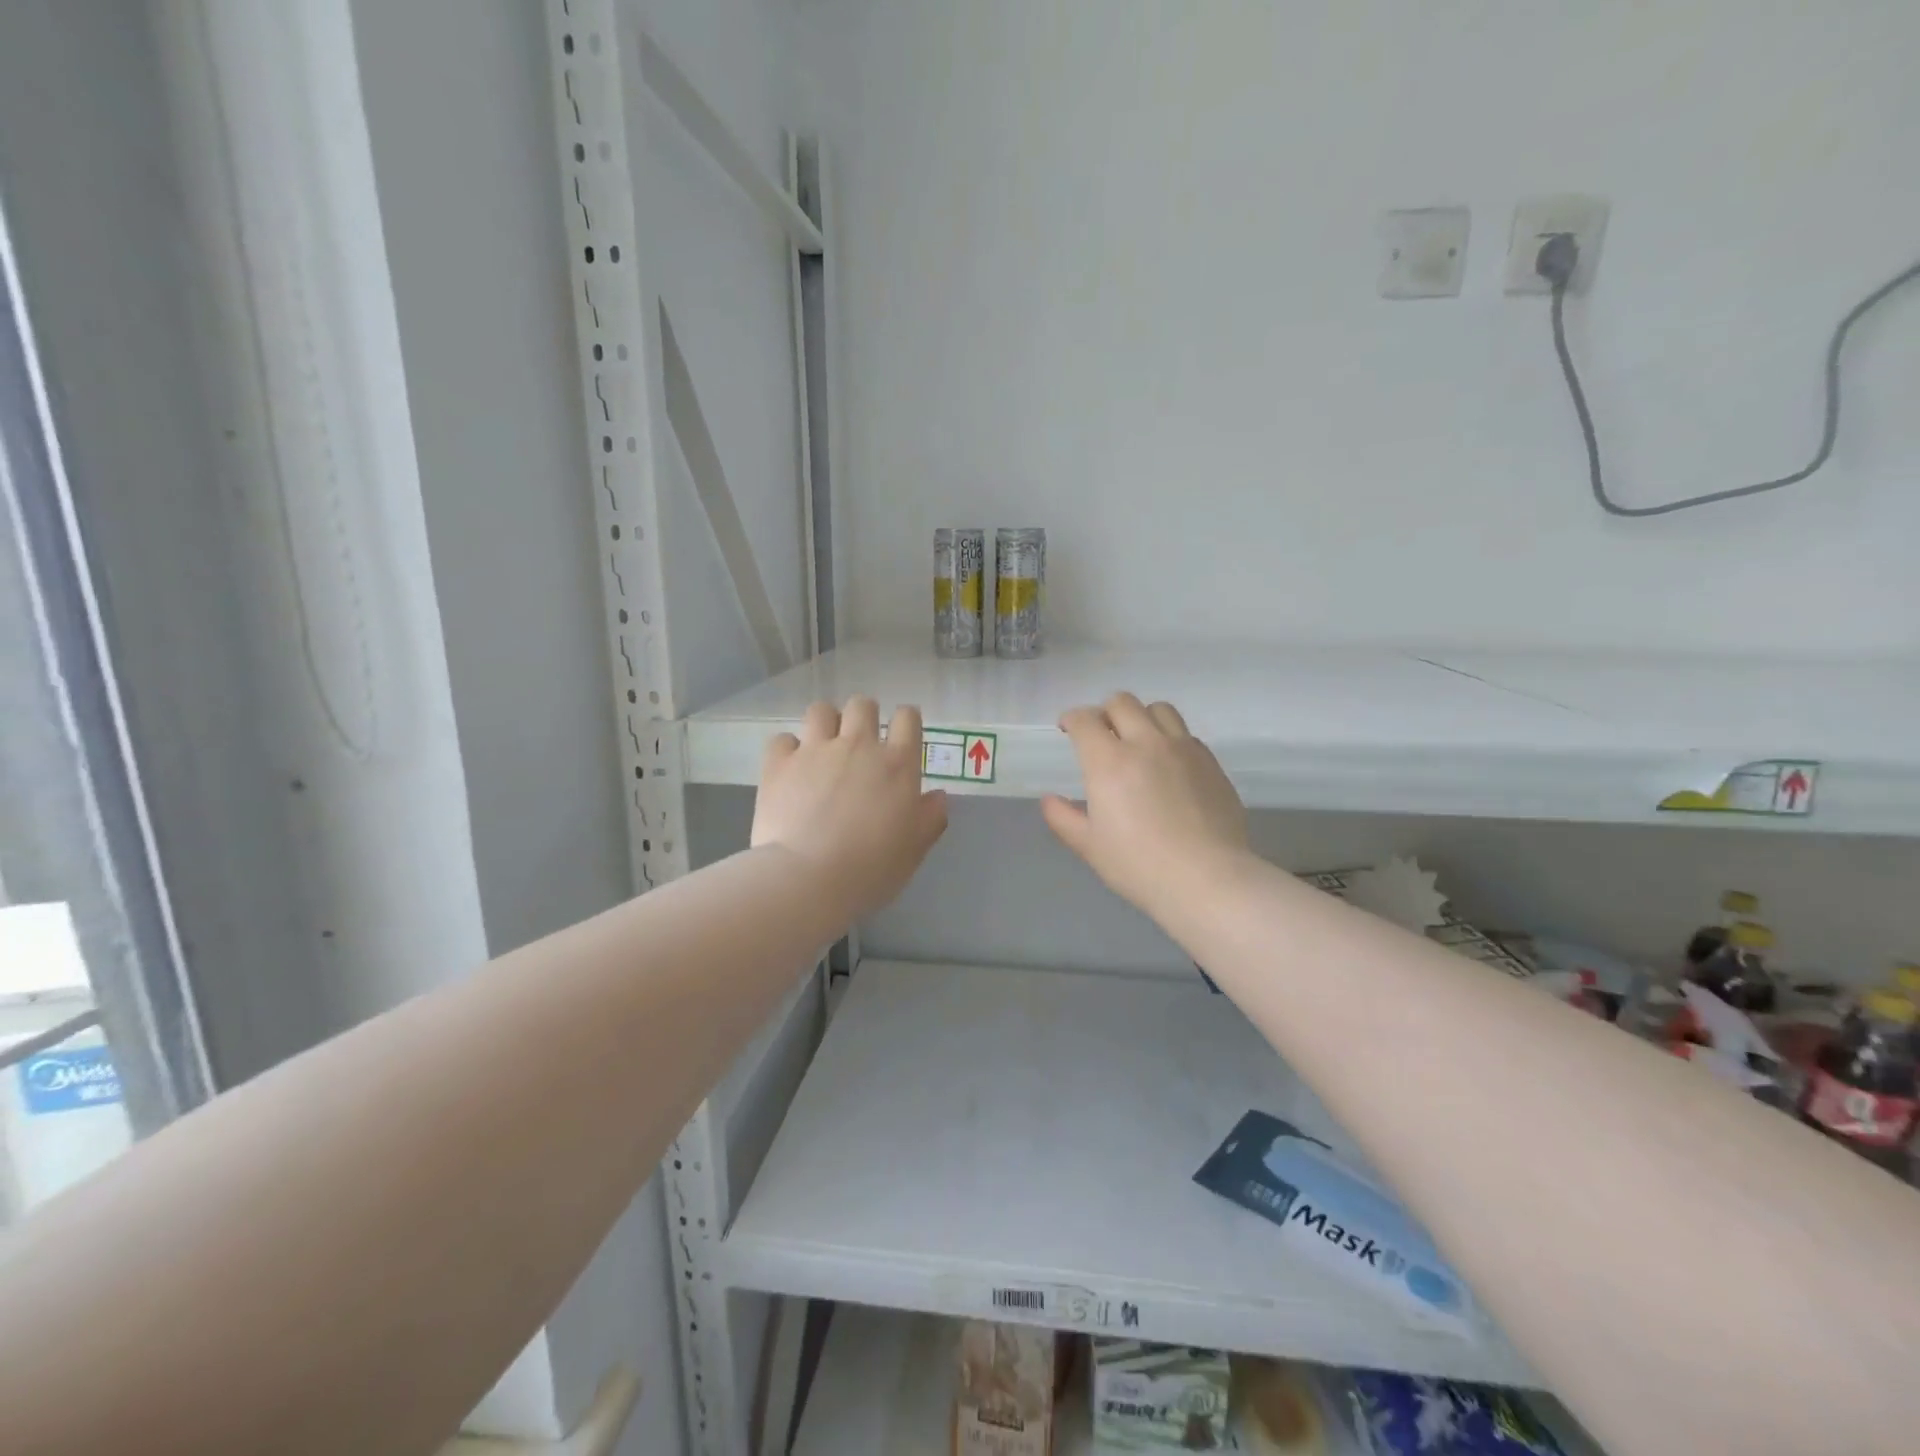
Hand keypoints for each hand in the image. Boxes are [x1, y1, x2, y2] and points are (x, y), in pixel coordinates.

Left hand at [752, 697, 948, 920]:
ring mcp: (815, 751)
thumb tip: (938, 796)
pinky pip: (782, 739)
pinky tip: (790, 769)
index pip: (907, 718)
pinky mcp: (779, 764)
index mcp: (897, 764)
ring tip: (823, 748)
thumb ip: (930, 818)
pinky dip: (787, 751)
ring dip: (825, 724)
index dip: (905, 721)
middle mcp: (857, 746)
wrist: (808, 879)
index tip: (900, 736)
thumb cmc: (871, 869)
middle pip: (862, 705)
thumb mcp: (914, 850)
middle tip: (859, 744)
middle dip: (863, 716)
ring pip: (821, 710)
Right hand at [1041, 693, 1249, 919]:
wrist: (1208, 880)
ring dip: (1141, 717)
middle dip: (1104, 712)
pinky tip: (1169, 765)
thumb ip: (1063, 818)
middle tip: (1100, 735)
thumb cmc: (1139, 866)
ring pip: (1159, 709)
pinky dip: (1170, 739)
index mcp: (1109, 761)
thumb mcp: (1090, 847)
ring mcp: (1183, 749)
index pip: (1085, 720)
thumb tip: (1049, 799)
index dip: (1071, 719)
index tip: (1067, 730)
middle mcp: (1146, 743)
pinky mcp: (1211, 762)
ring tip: (1138, 741)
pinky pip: (1186, 734)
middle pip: (1122, 702)